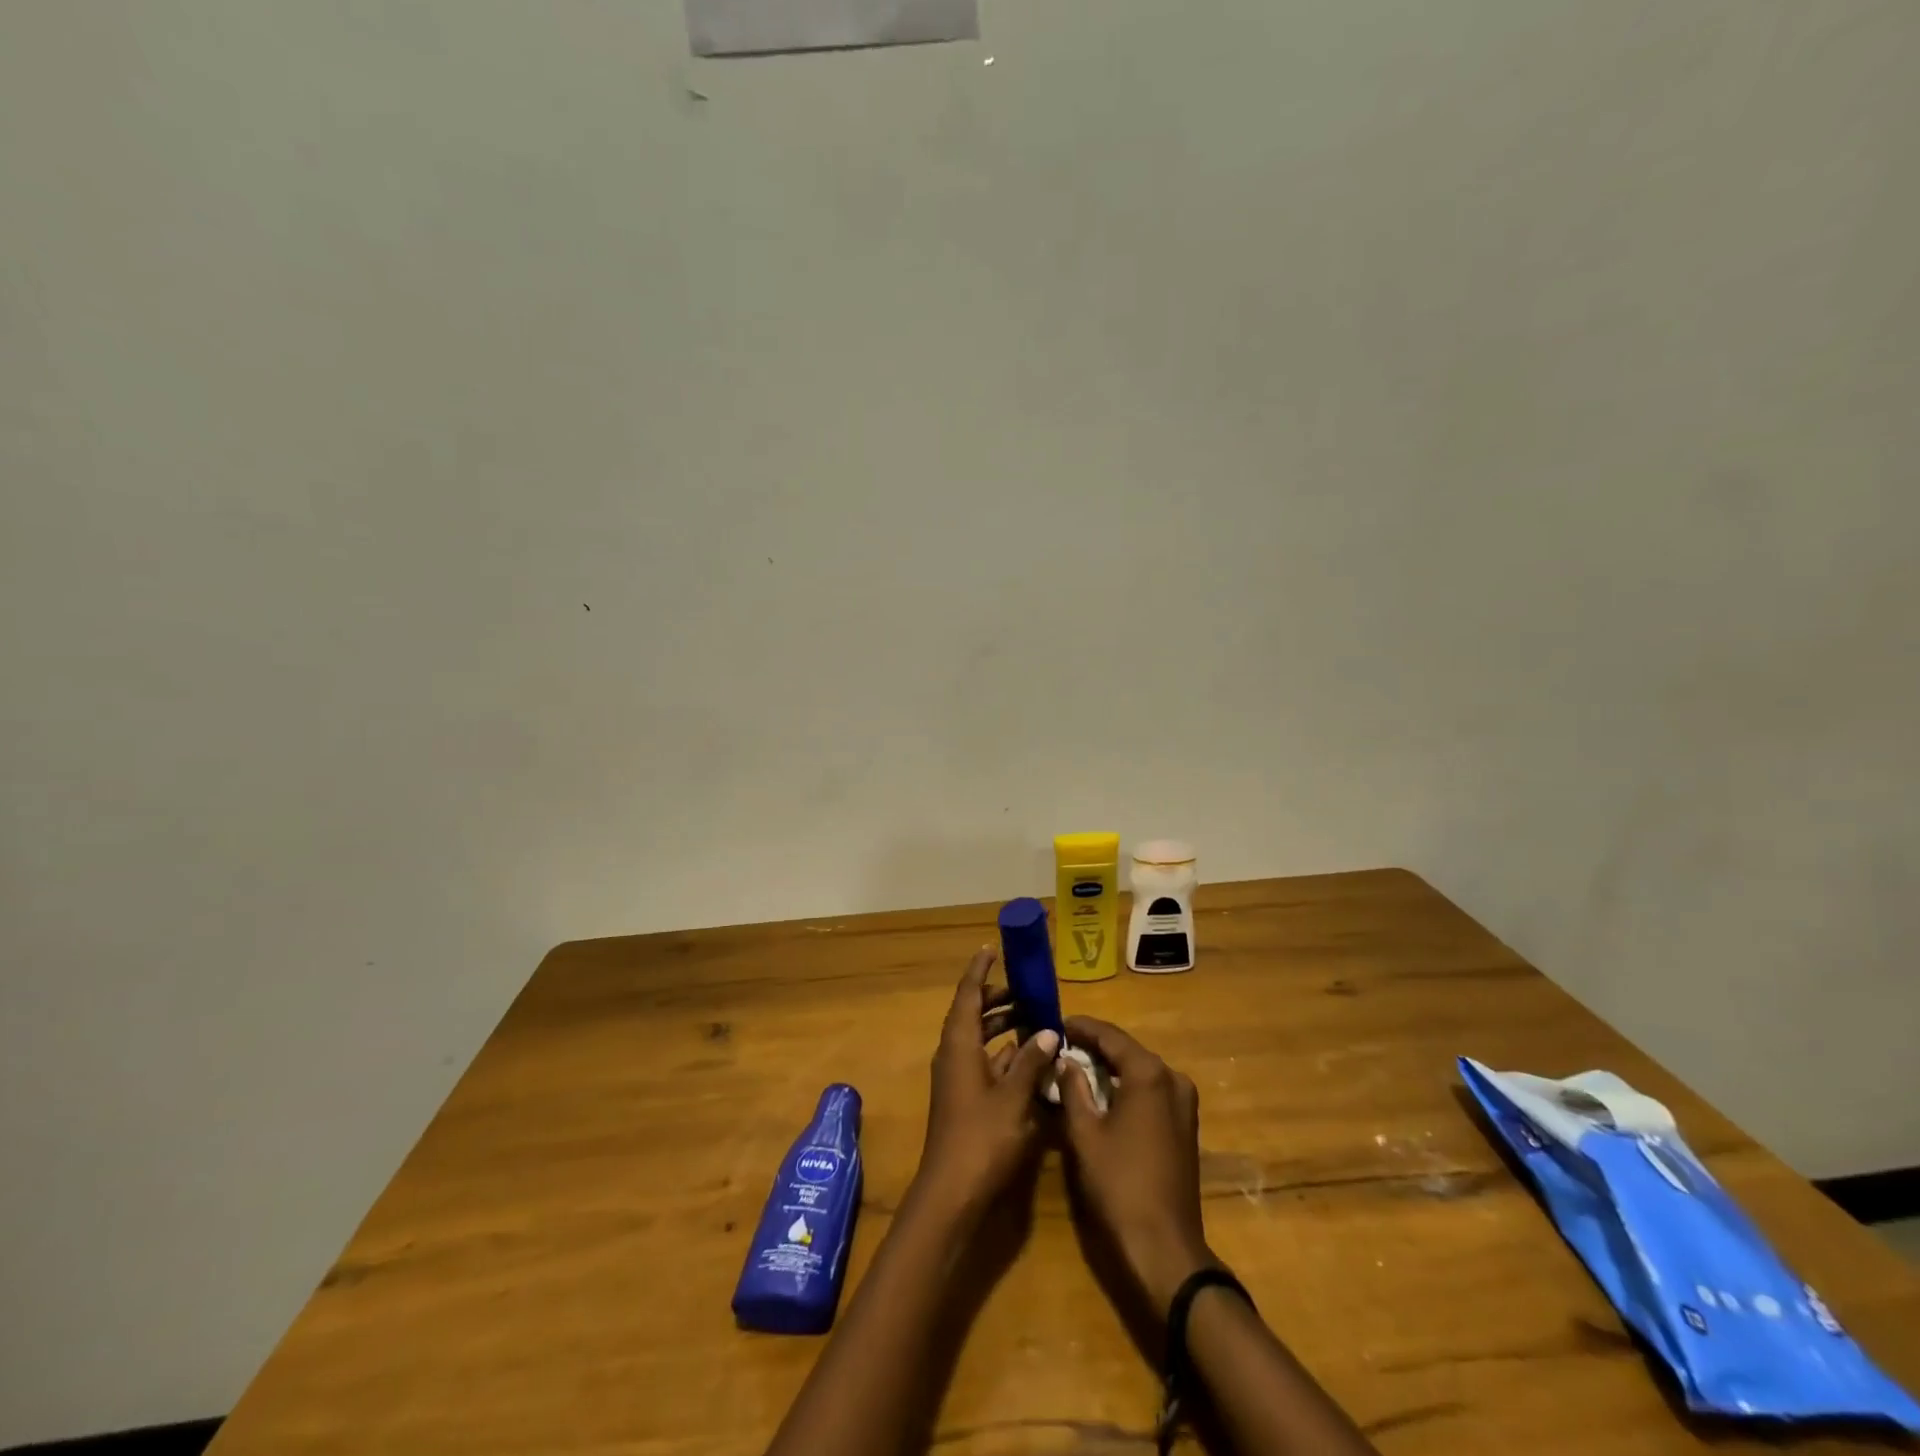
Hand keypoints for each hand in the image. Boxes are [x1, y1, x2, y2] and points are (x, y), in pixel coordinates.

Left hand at [912, 949, 1059, 1217]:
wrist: (952, 1194)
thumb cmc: (981, 1138)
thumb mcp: (1013, 1097)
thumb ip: (1032, 1061)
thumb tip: (1049, 1030)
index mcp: (959, 1044)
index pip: (967, 995)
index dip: (980, 971)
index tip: (992, 949)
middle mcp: (954, 1055)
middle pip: (973, 1014)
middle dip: (998, 999)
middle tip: (1028, 991)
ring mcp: (958, 1079)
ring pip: (980, 1040)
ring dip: (1004, 1028)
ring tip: (1037, 1020)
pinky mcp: (966, 1100)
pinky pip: (985, 1063)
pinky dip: (1005, 1055)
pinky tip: (1032, 1060)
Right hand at [1058, 1016, 1213, 1315]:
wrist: (1163, 1246)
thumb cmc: (1119, 1183)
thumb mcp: (1084, 1132)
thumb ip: (1073, 1087)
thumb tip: (1066, 1060)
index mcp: (1149, 1073)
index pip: (1110, 1035)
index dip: (1081, 1027)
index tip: (1056, 1023)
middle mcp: (1172, 1078)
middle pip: (1127, 1050)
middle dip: (1095, 1046)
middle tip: (1062, 1045)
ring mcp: (1184, 1102)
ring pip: (1140, 1071)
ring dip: (1111, 1067)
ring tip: (1077, 1066)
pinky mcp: (1185, 1125)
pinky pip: (1151, 1091)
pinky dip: (1126, 1087)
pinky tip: (1103, 1093)